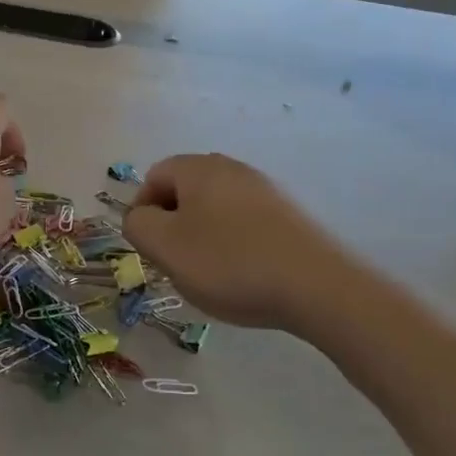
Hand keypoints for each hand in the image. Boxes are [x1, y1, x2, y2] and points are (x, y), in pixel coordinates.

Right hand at [121, 153, 366, 332]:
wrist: (318, 287)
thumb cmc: (228, 262)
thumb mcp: (164, 246)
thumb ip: (137, 225)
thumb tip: (141, 217)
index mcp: (198, 168)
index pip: (153, 177)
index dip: (142, 212)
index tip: (150, 248)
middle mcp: (232, 169)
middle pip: (184, 192)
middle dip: (172, 225)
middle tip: (175, 262)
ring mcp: (265, 190)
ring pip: (214, 209)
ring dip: (202, 237)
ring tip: (210, 274)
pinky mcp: (289, 215)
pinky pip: (244, 224)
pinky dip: (233, 245)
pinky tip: (242, 274)